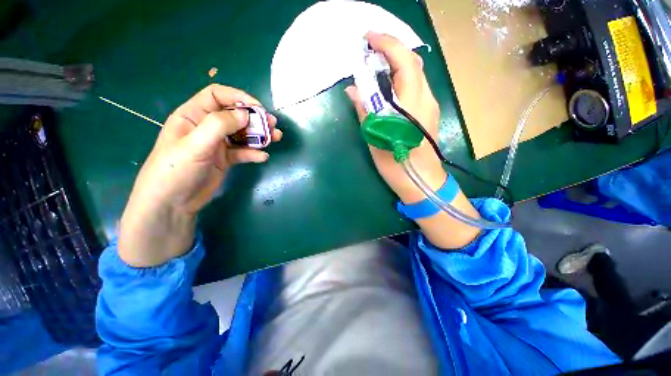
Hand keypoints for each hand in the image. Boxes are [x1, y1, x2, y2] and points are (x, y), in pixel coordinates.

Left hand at [119, 84, 281, 266]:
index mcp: (193, 115)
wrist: (173, 203)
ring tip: (275, 138)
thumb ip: (219, 125)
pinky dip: (254, 153)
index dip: (238, 97)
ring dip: (259, 135)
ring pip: (242, 134)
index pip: (217, 96)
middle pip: (234, 115)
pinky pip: (243, 152)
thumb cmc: (176, 170)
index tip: (258, 109)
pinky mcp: (225, 159)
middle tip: (272, 124)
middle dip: (255, 118)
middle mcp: (207, 127)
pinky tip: (263, 157)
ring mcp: (217, 144)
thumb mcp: (195, 144)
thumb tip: (246, 115)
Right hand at [346, 31, 445, 203]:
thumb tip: (352, 90)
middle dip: (390, 50)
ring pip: (414, 74)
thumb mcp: (375, 137)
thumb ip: (365, 110)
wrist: (421, 181)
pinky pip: (414, 87)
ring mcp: (429, 105)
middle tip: (369, 51)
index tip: (368, 38)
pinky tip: (387, 86)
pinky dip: (400, 79)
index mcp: (412, 104)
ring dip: (395, 64)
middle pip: (412, 63)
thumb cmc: (396, 164)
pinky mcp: (428, 112)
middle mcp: (425, 99)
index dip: (387, 44)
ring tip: (374, 66)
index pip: (404, 62)